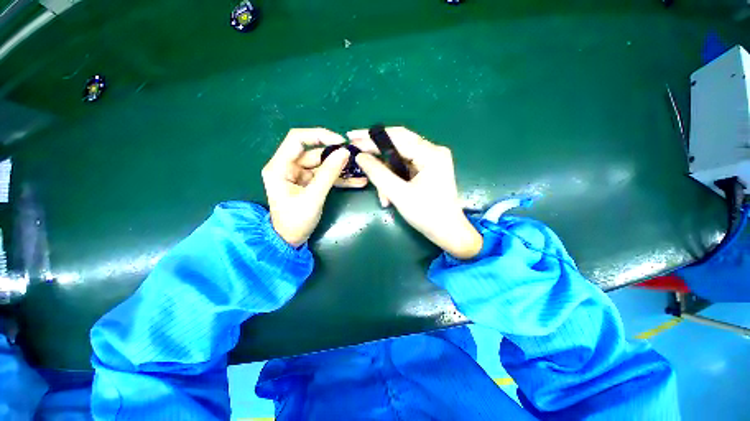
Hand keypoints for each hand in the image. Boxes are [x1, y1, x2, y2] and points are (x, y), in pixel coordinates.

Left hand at [262, 128, 367, 246]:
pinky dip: (340, 178)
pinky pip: (326, 176)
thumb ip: (329, 174)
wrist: (290, 240)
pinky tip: (357, 181)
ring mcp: (300, 175)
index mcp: (279, 166)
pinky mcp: (309, 183)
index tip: (340, 142)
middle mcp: (288, 167)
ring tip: (361, 171)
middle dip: (336, 156)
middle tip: (356, 158)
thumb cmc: (295, 221)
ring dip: (341, 168)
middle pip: (314, 153)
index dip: (319, 136)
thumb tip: (344, 153)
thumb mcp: (313, 197)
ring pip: (323, 165)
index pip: (297, 139)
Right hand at [348, 127, 482, 259]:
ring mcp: (431, 161)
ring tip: (383, 197)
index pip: (397, 138)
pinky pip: (405, 168)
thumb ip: (378, 173)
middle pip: (398, 144)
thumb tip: (360, 156)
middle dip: (377, 153)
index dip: (372, 138)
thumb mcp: (399, 194)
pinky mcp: (428, 170)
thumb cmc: (427, 215)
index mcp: (431, 154)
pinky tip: (389, 196)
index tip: (352, 138)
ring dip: (387, 175)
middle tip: (356, 152)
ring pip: (399, 159)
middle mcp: (433, 151)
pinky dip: (394, 180)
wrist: (448, 232)